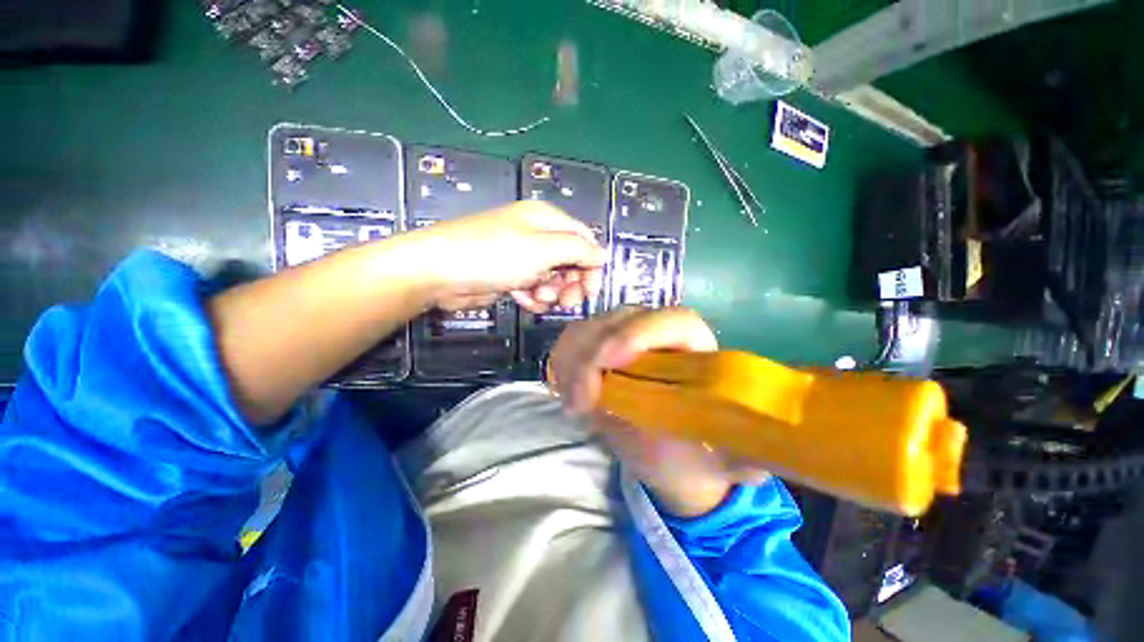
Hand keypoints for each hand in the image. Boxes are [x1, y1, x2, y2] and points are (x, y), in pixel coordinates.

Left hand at [405, 201, 607, 311]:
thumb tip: (602, 255)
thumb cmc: (495, 255)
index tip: (591, 290)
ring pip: (553, 277)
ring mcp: (522, 256)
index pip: (584, 240)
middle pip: (570, 260)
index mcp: (547, 219)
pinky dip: (532, 297)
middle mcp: (536, 235)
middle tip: (567, 301)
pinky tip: (523, 300)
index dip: (592, 265)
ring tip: (537, 298)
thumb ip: (579, 250)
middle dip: (571, 283)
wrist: (439, 272)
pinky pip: (533, 288)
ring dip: (551, 292)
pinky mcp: (508, 275)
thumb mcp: (544, 249)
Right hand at [549, 307, 768, 516]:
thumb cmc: (699, 454)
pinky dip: (562, 360)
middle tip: (581, 403)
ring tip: (574, 405)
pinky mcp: (598, 349)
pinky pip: (572, 341)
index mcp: (697, 349)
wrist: (671, 456)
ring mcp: (623, 337)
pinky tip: (565, 390)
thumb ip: (743, 455)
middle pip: (619, 318)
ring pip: (590, 326)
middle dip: (592, 354)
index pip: (671, 320)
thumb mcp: (725, 459)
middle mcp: (658, 333)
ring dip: (572, 359)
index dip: (637, 334)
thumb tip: (755, 461)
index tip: (608, 365)